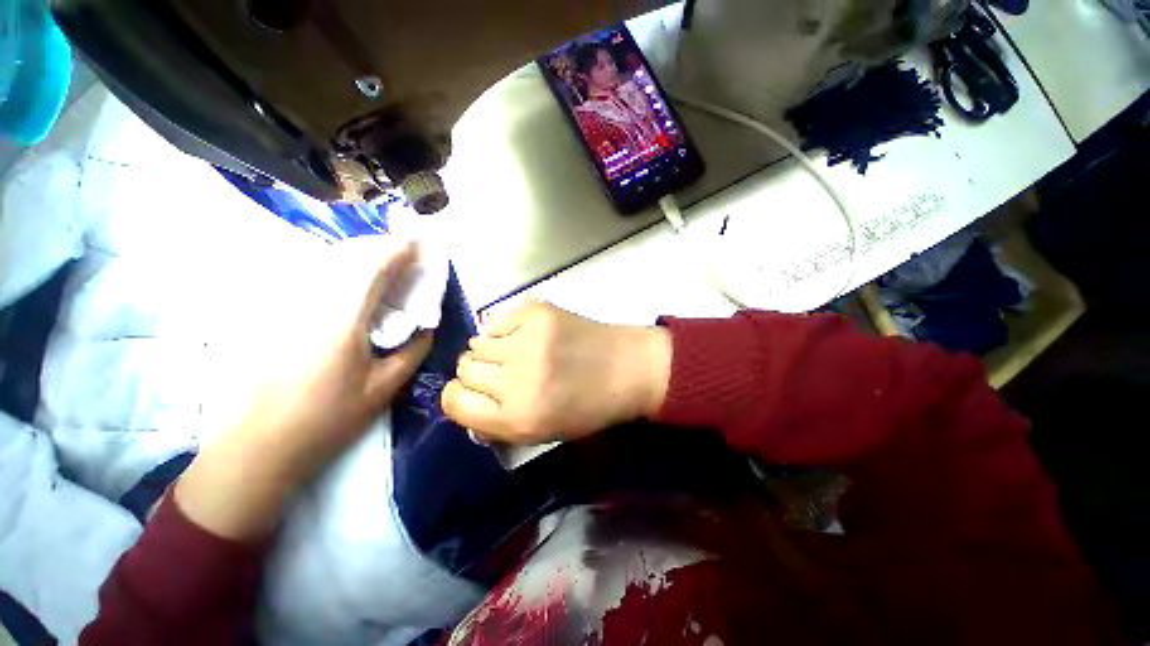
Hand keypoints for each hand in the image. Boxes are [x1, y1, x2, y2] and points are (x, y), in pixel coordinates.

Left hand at [176, 243, 431, 540]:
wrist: (261, 444)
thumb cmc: (328, 418)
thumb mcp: (383, 388)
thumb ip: (412, 352)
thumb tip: (427, 327)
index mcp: (343, 321)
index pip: (374, 271)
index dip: (398, 252)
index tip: (419, 242)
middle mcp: (313, 304)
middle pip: (348, 258)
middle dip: (381, 247)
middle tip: (408, 251)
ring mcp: (290, 308)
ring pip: (328, 265)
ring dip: (362, 256)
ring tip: (387, 261)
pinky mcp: (279, 316)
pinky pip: (316, 279)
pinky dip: (341, 270)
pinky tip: (355, 281)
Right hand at [442, 300, 670, 444]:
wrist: (626, 367)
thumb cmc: (588, 407)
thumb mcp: (541, 432)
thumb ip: (497, 422)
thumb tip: (465, 401)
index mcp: (517, 417)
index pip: (454, 402)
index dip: (460, 396)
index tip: (475, 392)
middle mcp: (516, 379)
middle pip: (464, 367)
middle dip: (479, 372)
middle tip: (504, 371)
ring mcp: (527, 339)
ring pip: (478, 342)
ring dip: (493, 350)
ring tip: (519, 351)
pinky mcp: (536, 312)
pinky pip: (498, 321)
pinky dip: (507, 330)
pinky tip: (530, 335)